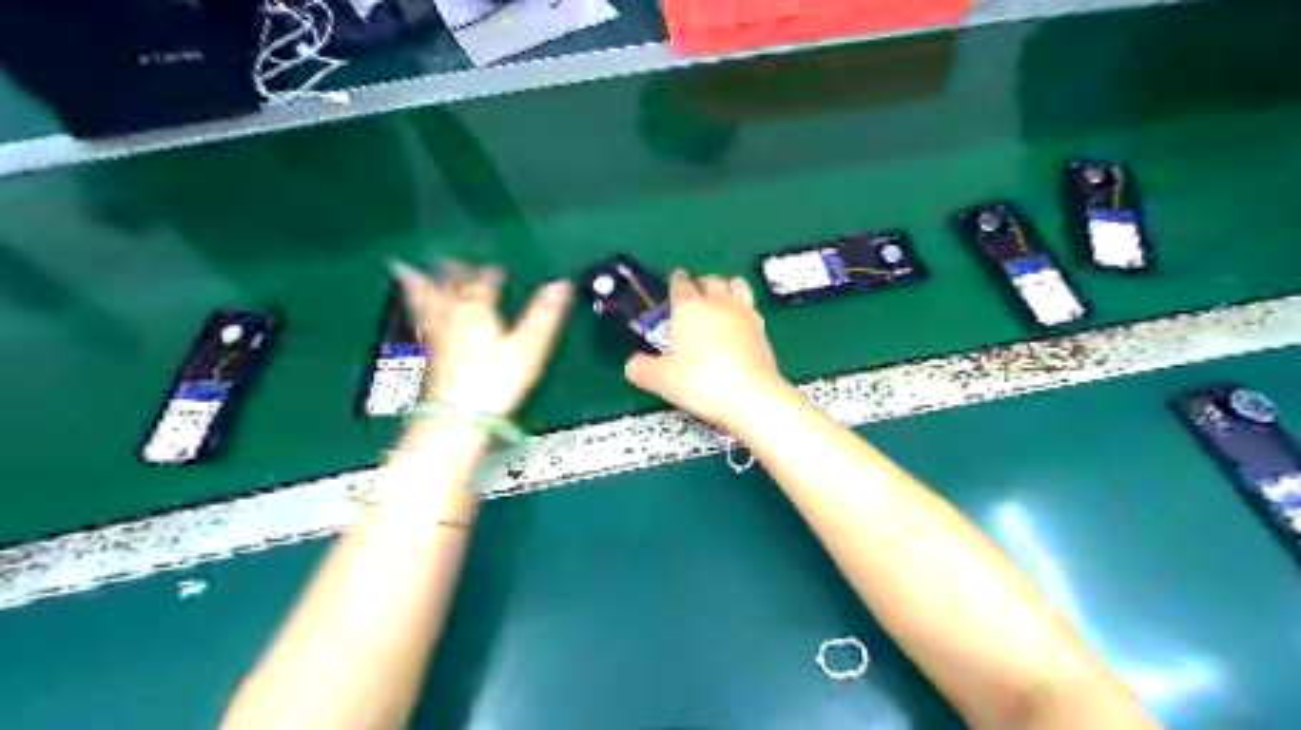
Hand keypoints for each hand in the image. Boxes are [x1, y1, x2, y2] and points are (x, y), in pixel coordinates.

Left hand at [395, 260, 571, 415]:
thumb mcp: (528, 348)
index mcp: (478, 313)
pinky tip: (413, 315)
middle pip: (451, 291)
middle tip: (451, 260)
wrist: (457, 415)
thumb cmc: (496, 382)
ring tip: (407, 271)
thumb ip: (544, 315)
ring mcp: (437, 337)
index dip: (489, 276)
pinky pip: (420, 323)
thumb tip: (561, 284)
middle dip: (453, 274)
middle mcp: (454, 319)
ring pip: (428, 303)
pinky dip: (414, 310)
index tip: (494, 267)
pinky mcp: (429, 355)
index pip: (484, 287)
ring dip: (421, 286)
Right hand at [626, 268, 787, 430]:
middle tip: (694, 296)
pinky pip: (750, 306)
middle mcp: (717, 302)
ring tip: (719, 302)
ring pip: (735, 285)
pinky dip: (742, 309)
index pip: (680, 284)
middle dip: (701, 283)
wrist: (752, 396)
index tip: (673, 283)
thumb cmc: (701, 382)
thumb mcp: (662, 380)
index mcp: (689, 307)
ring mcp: (744, 313)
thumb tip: (632, 364)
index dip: (675, 282)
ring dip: (726, 288)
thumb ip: (642, 369)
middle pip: (710, 280)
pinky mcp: (763, 329)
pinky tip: (738, 325)